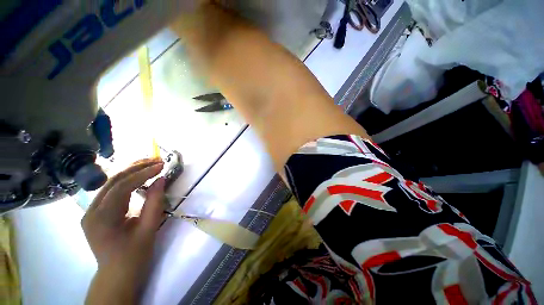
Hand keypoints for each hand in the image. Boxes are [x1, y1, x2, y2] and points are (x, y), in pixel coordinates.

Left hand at [82, 159, 164, 303]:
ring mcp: (91, 212)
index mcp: (101, 219)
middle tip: (156, 161)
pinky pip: (111, 192)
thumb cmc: (134, 256)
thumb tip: (161, 180)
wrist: (118, 275)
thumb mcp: (148, 229)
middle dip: (136, 168)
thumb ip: (155, 203)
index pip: (121, 187)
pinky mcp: (96, 213)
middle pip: (113, 181)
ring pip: (111, 185)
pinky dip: (127, 182)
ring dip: (132, 172)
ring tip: (150, 165)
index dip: (142, 174)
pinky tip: (139, 178)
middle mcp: (91, 212)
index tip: (161, 166)